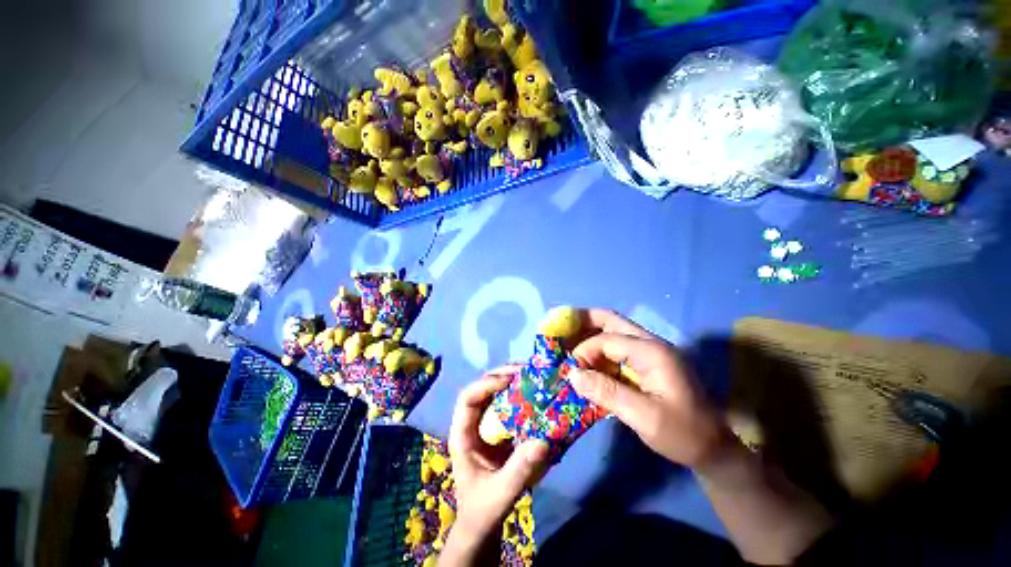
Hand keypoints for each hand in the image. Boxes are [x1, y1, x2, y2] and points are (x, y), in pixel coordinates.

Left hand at [445, 368, 549, 554]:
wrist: (481, 524)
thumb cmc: (482, 510)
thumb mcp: (500, 494)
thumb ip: (519, 471)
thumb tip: (543, 441)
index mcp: (462, 434)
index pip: (467, 398)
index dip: (485, 385)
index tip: (508, 380)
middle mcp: (471, 424)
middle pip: (481, 389)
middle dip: (501, 376)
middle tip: (524, 371)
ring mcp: (484, 425)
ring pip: (494, 393)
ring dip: (511, 382)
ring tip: (531, 376)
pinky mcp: (497, 429)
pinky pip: (506, 404)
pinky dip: (519, 395)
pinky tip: (533, 394)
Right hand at [568, 309, 731, 468]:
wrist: (714, 448)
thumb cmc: (683, 434)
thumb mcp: (644, 417)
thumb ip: (607, 392)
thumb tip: (573, 375)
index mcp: (652, 352)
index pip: (608, 339)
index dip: (585, 351)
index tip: (572, 371)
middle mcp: (651, 344)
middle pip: (611, 320)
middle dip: (583, 321)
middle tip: (560, 328)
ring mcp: (650, 351)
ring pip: (614, 330)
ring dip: (590, 334)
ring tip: (568, 342)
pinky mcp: (648, 363)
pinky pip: (618, 347)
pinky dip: (599, 350)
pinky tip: (587, 361)